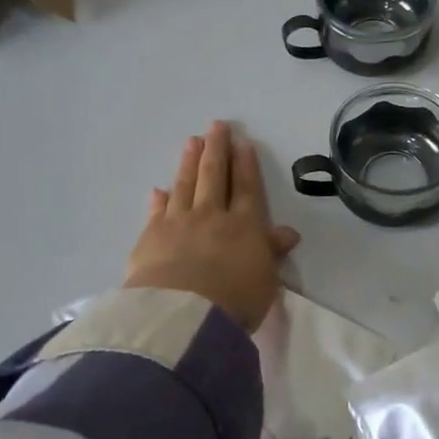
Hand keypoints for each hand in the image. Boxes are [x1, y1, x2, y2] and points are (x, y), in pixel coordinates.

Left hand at [123, 122, 300, 330]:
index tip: (243, 143)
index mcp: (244, 226)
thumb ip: (272, 253)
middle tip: (216, 126)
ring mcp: (178, 223)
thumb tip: (288, 232)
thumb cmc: (235, 299)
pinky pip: (157, 211)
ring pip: (185, 185)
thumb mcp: (266, 280)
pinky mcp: (150, 237)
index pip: (246, 188)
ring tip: (191, 142)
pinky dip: (159, 199)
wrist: (183, 313)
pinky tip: (159, 189)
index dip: (245, 165)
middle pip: (214, 176)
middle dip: (217, 149)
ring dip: (189, 162)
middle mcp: (211, 216)